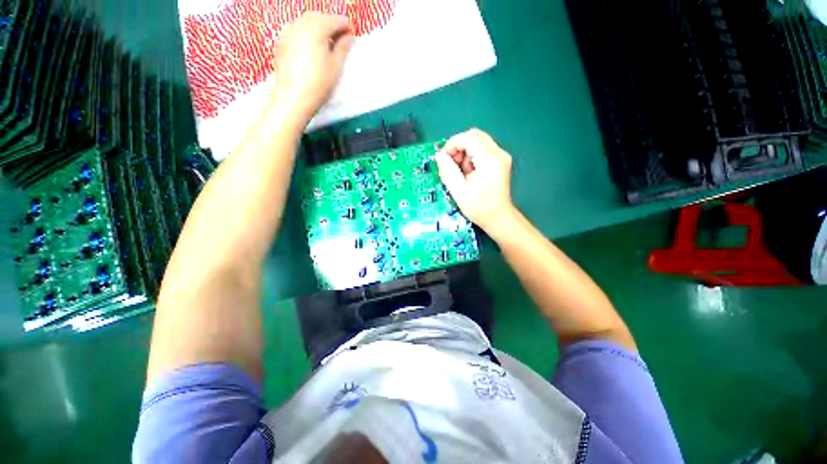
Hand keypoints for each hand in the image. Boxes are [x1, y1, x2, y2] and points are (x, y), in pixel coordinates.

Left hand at [271, 13, 353, 121]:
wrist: (293, 97)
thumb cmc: (319, 83)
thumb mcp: (335, 66)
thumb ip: (342, 48)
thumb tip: (349, 36)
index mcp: (317, 29)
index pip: (334, 20)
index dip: (345, 26)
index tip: (351, 33)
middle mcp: (300, 24)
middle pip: (319, 16)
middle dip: (330, 23)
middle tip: (339, 38)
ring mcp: (288, 31)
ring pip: (305, 20)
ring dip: (317, 26)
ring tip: (325, 42)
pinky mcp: (281, 41)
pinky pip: (295, 28)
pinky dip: (305, 31)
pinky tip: (310, 45)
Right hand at [435, 129, 517, 235]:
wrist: (499, 218)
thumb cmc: (480, 208)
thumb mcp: (459, 192)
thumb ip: (448, 172)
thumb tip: (440, 156)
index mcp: (490, 160)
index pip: (469, 138)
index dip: (452, 144)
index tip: (443, 159)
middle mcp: (498, 154)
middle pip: (474, 136)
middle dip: (458, 147)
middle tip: (451, 164)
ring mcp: (501, 157)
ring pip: (477, 142)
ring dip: (464, 153)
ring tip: (460, 172)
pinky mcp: (499, 161)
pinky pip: (481, 150)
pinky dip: (471, 157)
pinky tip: (468, 173)